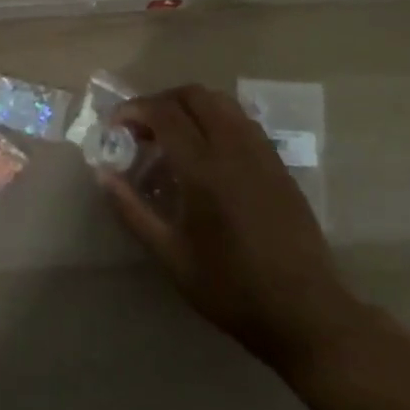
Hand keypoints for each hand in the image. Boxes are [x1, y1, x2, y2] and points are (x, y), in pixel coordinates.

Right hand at [103, 85, 364, 372]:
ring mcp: (261, 152)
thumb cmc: (232, 289)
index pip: (163, 112)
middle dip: (161, 101)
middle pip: (193, 95)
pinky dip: (215, 119)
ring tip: (172, 136)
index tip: (115, 126)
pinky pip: (241, 120)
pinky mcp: (279, 164)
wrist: (307, 314)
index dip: (133, 110)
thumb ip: (132, 210)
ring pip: (221, 102)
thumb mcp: (171, 257)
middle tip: (142, 129)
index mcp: (204, 168)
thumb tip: (102, 173)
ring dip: (189, 106)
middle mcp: (233, 147)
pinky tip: (207, 152)